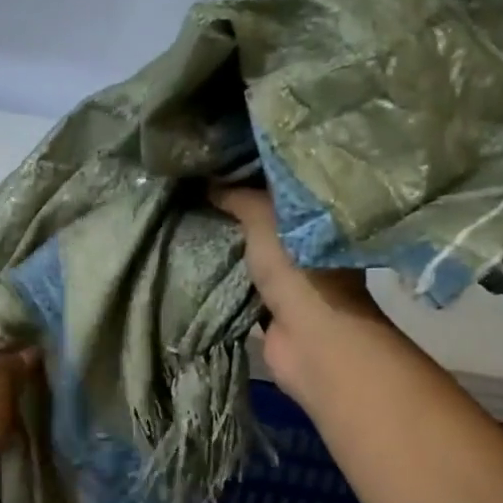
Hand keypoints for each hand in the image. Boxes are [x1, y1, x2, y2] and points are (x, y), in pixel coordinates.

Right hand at [212, 185, 386, 404]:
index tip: (214, 165)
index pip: (278, 184)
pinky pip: (242, 283)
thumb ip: (237, 196)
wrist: (309, 336)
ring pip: (252, 252)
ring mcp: (291, 276)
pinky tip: (195, 263)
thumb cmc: (296, 265)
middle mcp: (306, 240)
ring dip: (226, 245)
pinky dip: (224, 276)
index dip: (248, 174)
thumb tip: (208, 181)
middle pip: (263, 218)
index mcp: (315, 212)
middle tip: (191, 194)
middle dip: (232, 209)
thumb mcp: (263, 216)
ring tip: (186, 225)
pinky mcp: (273, 306)